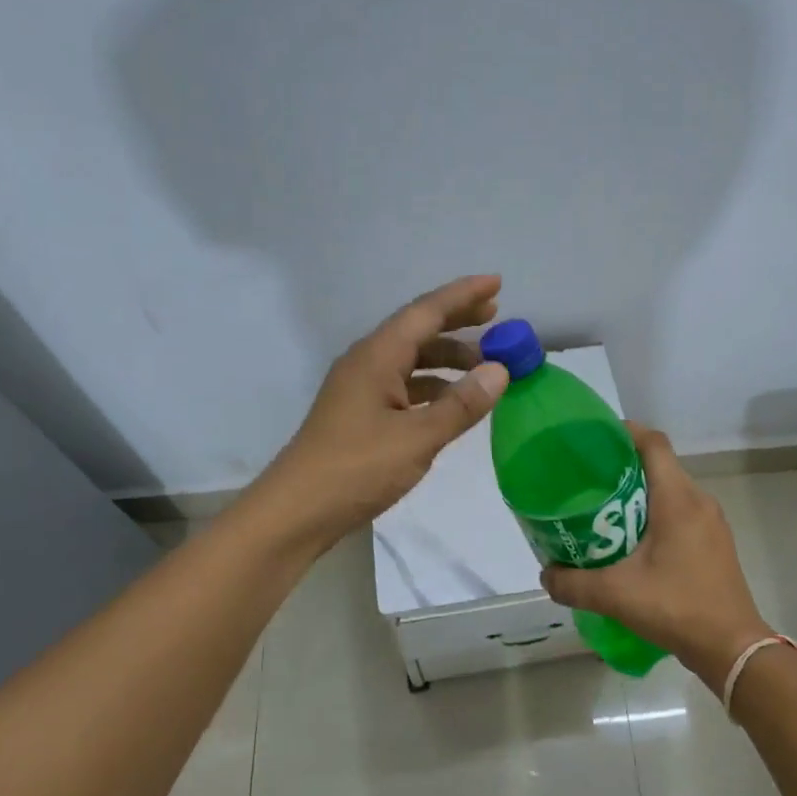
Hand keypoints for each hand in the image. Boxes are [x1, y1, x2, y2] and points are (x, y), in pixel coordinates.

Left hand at [254, 275, 510, 547]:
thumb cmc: (356, 470)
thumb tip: (500, 370)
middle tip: (496, 316)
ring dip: (448, 358)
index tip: (497, 282)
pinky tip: (454, 401)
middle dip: (457, 321)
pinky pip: (405, 386)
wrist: (296, 512)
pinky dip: (433, 387)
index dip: (463, 296)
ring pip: (412, 360)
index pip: (426, 312)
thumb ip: (460, 405)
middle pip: (417, 330)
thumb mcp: (417, 439)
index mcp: (377, 357)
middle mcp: (367, 363)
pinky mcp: (361, 414)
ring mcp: (361, 389)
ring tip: (485, 365)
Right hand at [541, 425, 772, 686]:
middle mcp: (698, 501)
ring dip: (639, 492)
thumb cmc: (677, 607)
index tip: (593, 439)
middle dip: (623, 465)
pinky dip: (655, 513)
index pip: (653, 443)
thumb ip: (573, 583)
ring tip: (603, 509)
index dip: (624, 432)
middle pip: (659, 464)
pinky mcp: (714, 542)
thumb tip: (546, 574)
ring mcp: (711, 522)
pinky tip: (632, 540)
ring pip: (670, 490)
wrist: (733, 648)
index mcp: (677, 499)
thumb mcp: (616, 595)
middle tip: (586, 479)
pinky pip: (681, 512)